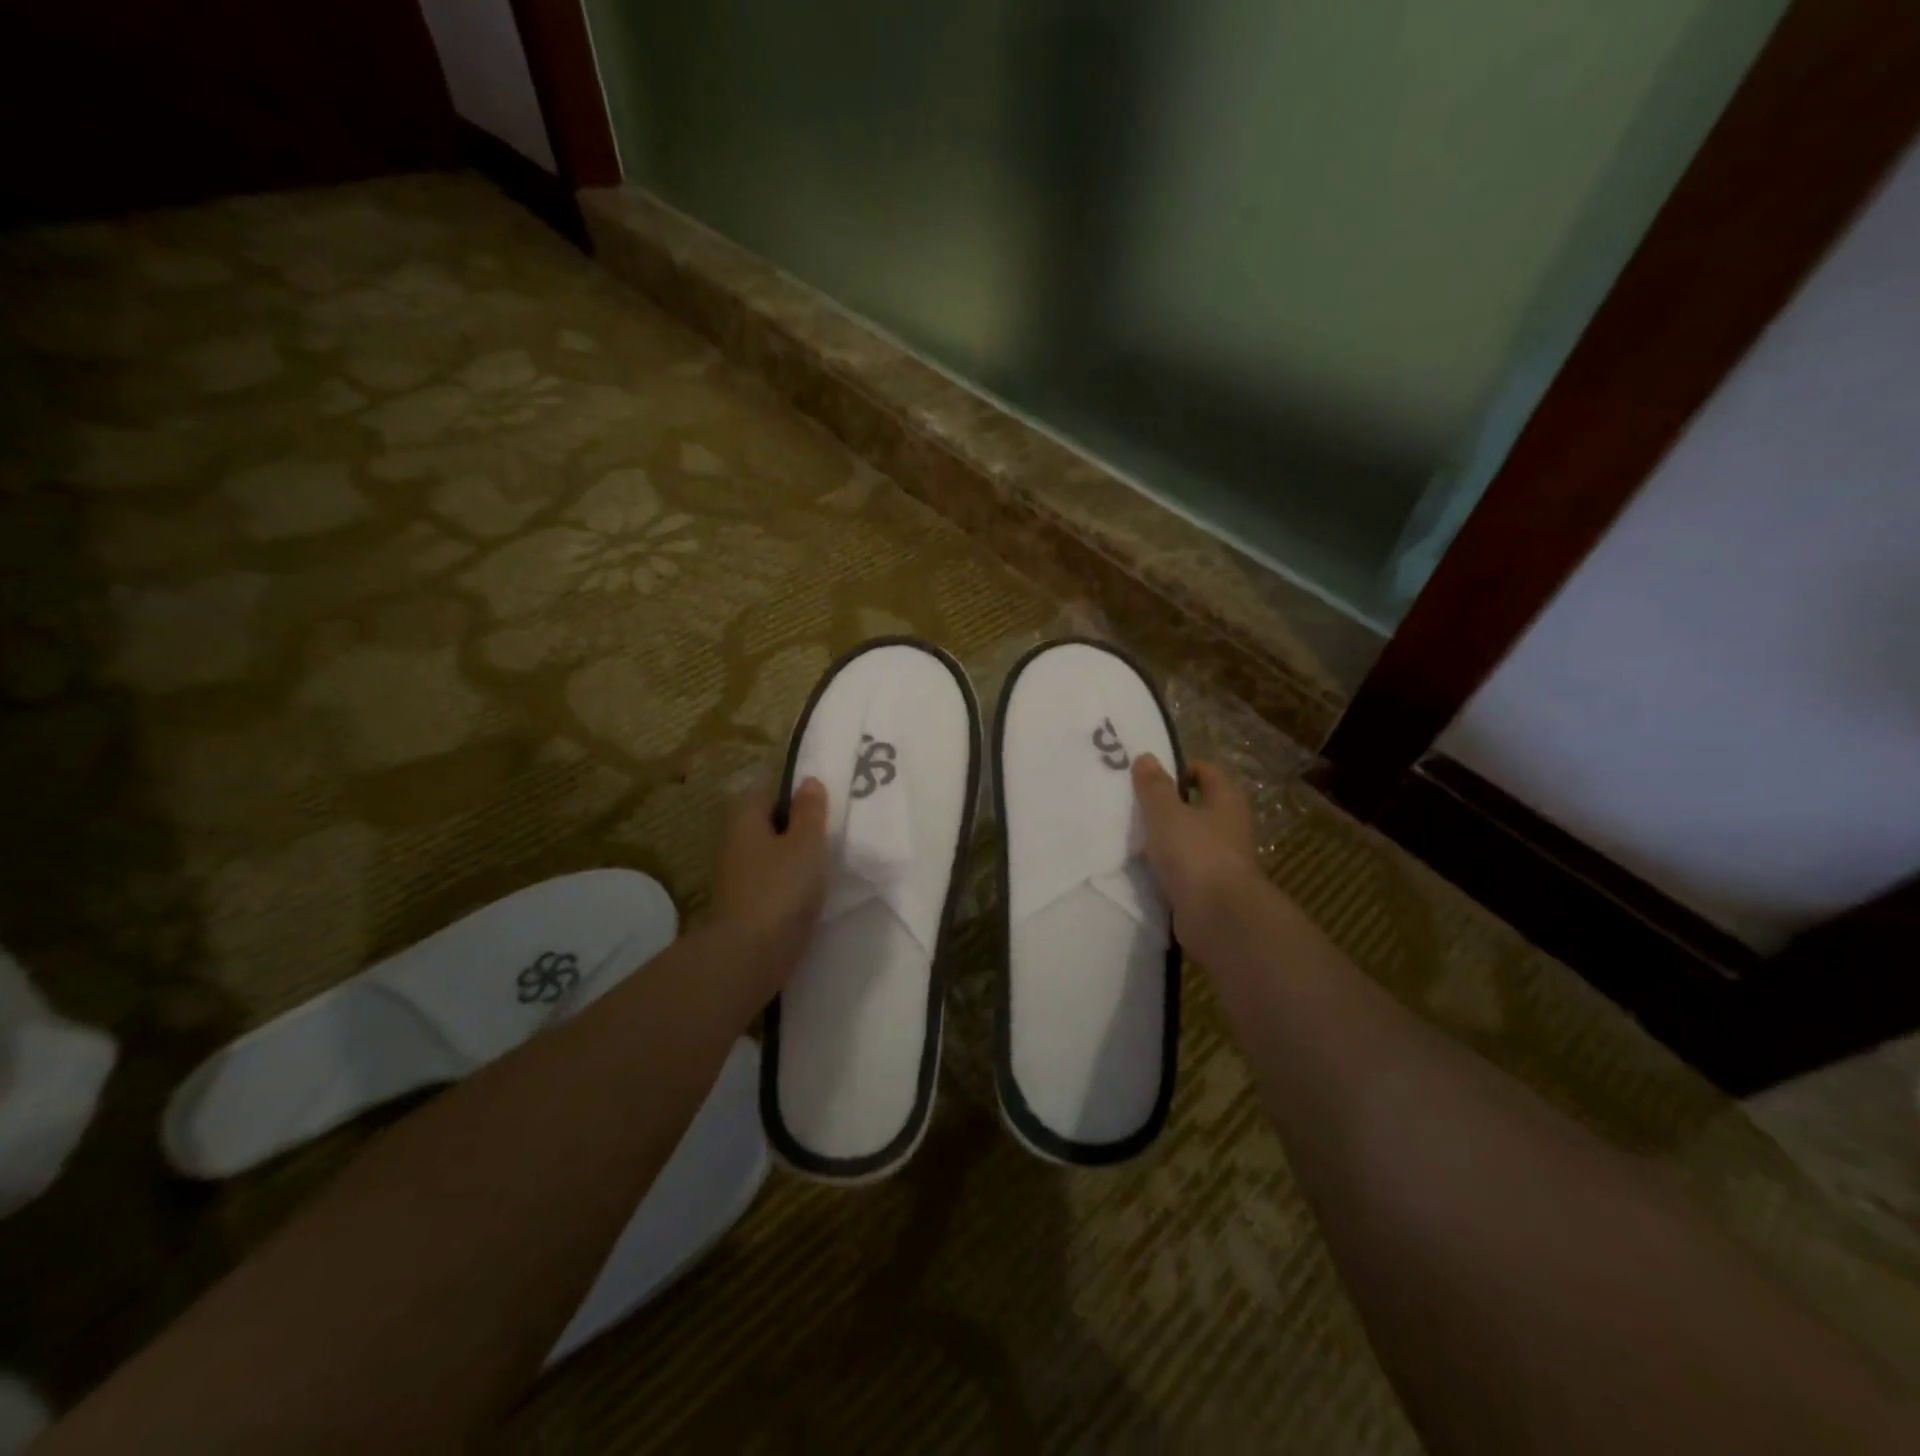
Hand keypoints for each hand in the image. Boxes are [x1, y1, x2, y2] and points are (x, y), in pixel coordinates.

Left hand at [711, 776, 829, 997]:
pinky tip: (813, 892)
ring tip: (828, 863)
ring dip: (796, 858)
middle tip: (832, 833)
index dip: (797, 795)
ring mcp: (738, 876)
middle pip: (770, 825)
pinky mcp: (747, 906)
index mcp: (745, 818)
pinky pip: (773, 882)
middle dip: (797, 828)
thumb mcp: (806, 842)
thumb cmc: (781, 888)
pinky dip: (791, 884)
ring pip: (772, 856)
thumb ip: (810, 811)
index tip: (825, 805)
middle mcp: (735, 842)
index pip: (770, 792)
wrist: (751, 955)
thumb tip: (808, 781)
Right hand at [1132, 754, 1259, 940]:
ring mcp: (1222, 859)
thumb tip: (1146, 757)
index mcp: (1226, 801)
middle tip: (1137, 806)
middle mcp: (1230, 826)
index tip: (1151, 778)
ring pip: (1192, 838)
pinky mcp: (1210, 888)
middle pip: (1199, 805)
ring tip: (1135, 837)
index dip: (1181, 769)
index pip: (1207, 772)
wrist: (1219, 917)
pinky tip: (1146, 868)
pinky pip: (1186, 868)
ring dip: (1168, 837)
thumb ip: (1154, 787)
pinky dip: (1169, 866)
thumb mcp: (1166, 814)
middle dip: (1170, 804)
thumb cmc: (1195, 854)